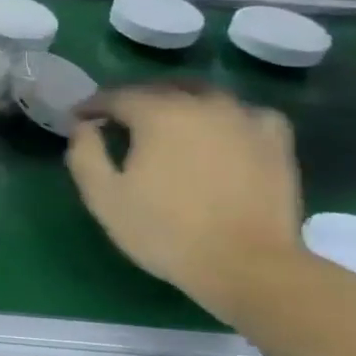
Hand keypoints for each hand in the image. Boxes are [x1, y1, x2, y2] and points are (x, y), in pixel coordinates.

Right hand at [66, 85, 304, 316]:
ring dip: (178, 103)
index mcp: (158, 113)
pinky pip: (246, 113)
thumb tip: (83, 125)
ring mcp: (244, 118)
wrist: (246, 266)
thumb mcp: (104, 198)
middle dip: (133, 100)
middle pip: (160, 88)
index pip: (117, 96)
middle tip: (117, 121)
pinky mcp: (275, 140)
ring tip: (166, 124)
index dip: (93, 105)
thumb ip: (85, 154)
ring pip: (204, 95)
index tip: (79, 119)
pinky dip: (226, 116)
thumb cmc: (166, 232)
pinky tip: (221, 132)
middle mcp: (202, 104)